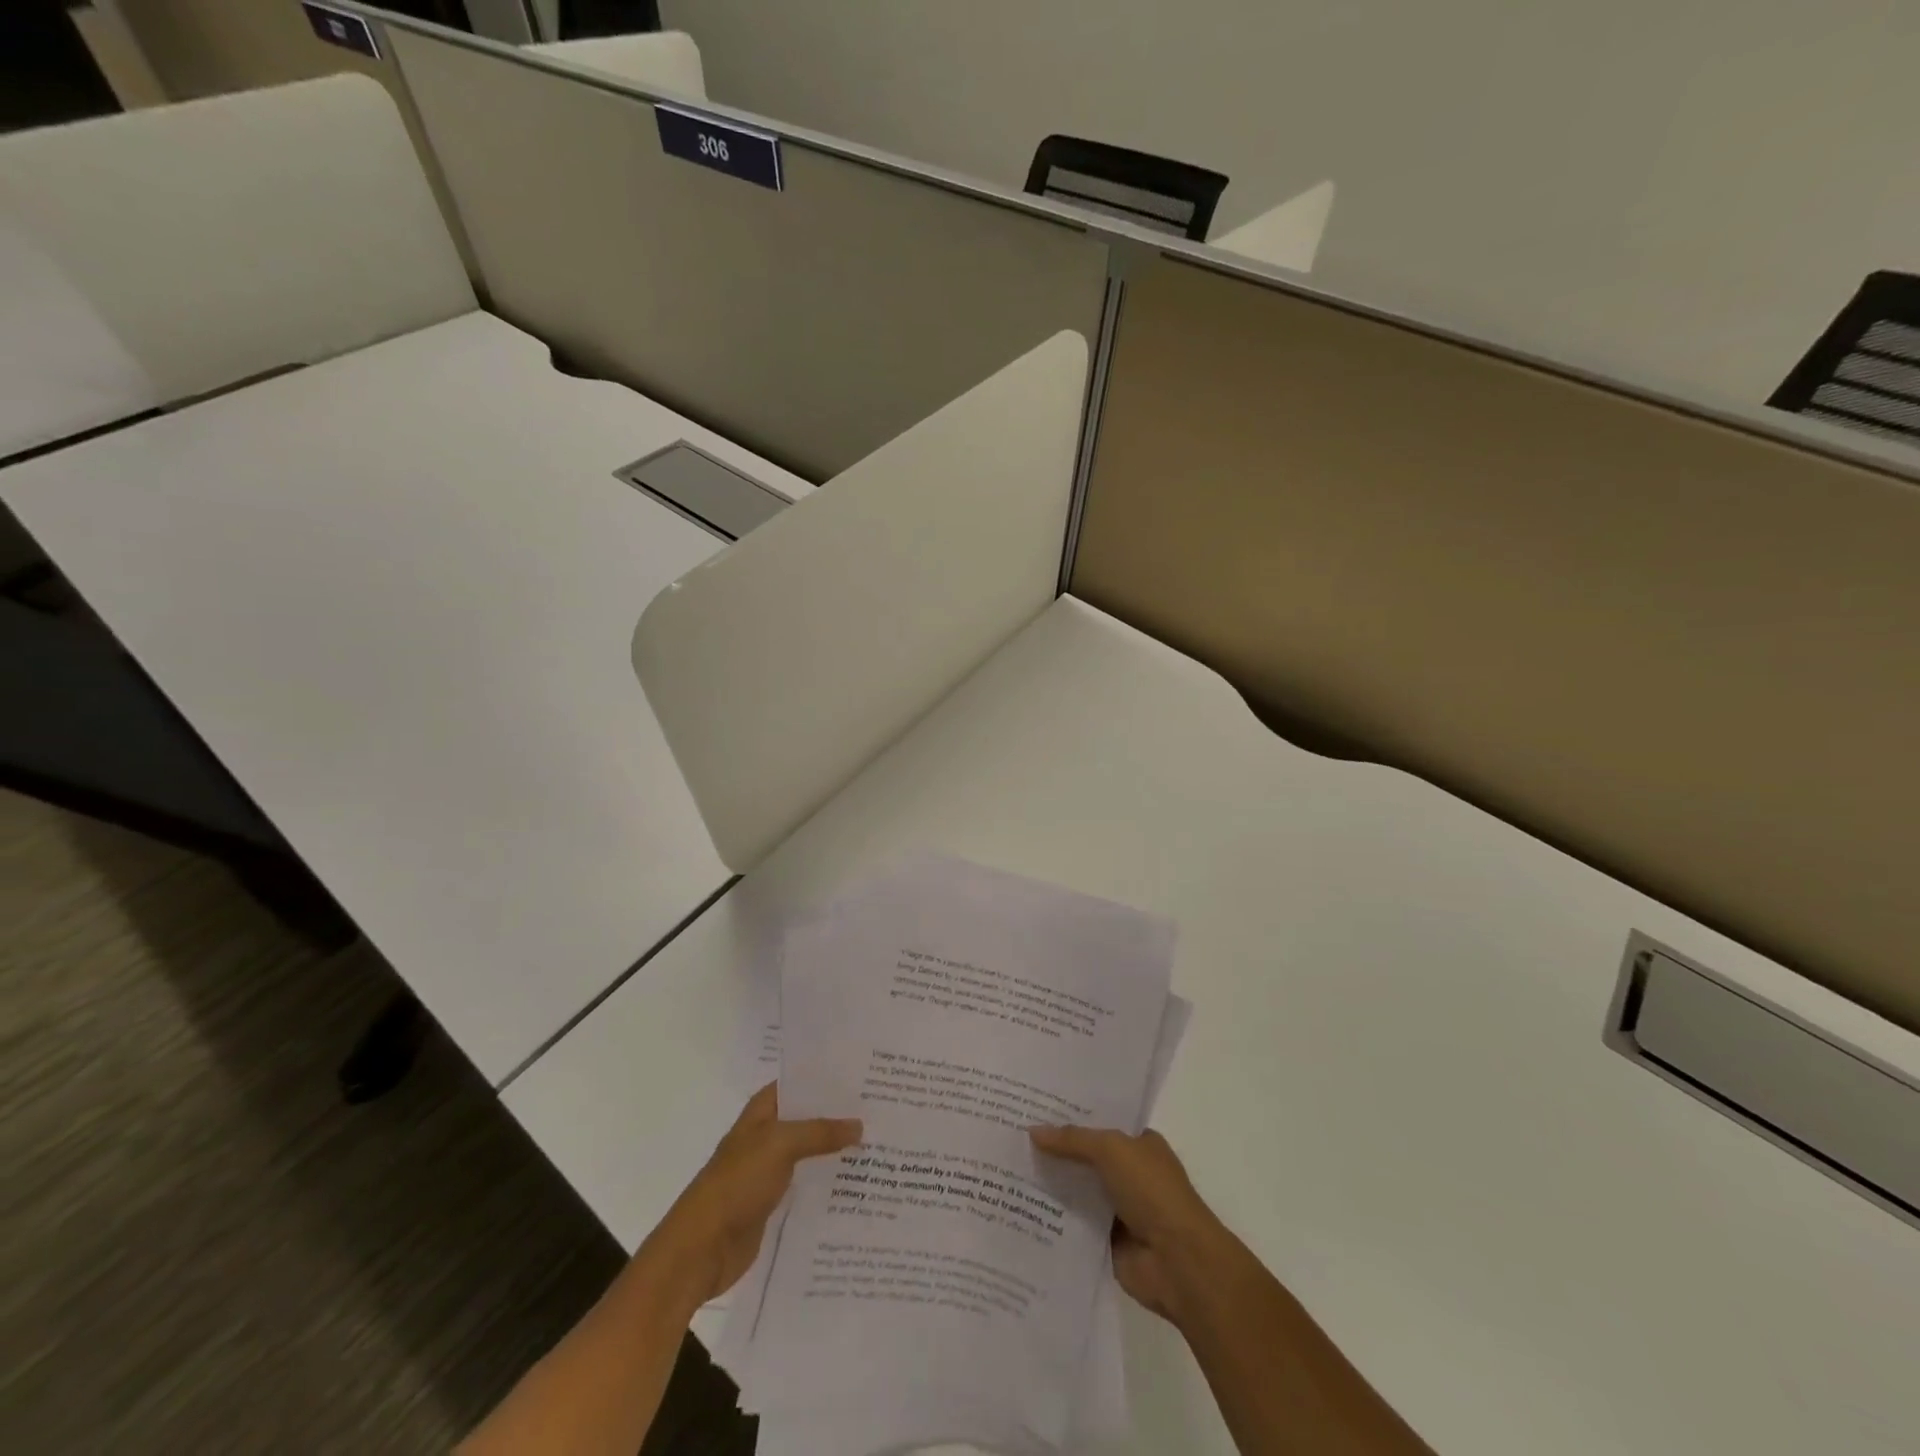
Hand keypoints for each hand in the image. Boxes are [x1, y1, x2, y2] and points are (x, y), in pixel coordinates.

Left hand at [648, 1084, 861, 1309]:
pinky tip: (858, 1182)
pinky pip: (807, 1184)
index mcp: (761, 1112)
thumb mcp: (780, 1145)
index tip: (863, 1075)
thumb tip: (858, 1125)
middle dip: (838, 1114)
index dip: (826, 1077)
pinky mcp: (774, 1203)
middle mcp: (766, 1136)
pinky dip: (828, 1181)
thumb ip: (820, 1132)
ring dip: (836, 1149)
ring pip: (810, 1151)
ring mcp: (769, 1170)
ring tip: (878, 1142)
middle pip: (807, 1117)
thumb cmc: (737, 1184)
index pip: (798, 1083)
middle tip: (880, 1108)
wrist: (701, 1249)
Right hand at [1029, 1124, 1228, 1325]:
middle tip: (1013, 1134)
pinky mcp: (1105, 1241)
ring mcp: (1118, 1208)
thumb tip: (1033, 1131)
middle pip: (1086, 1156)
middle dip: (1056, 1149)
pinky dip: (1053, 1217)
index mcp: (1140, 1144)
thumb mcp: (1111, 1150)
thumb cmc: (1152, 1191)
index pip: (1101, 1123)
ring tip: (1008, 1167)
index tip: (1035, 1107)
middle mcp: (1130, 1173)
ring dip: (1051, 1184)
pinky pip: (1073, 1223)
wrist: (1178, 1261)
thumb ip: (1072, 1140)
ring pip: (1077, 1189)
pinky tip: (1019, 1206)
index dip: (1072, 1115)